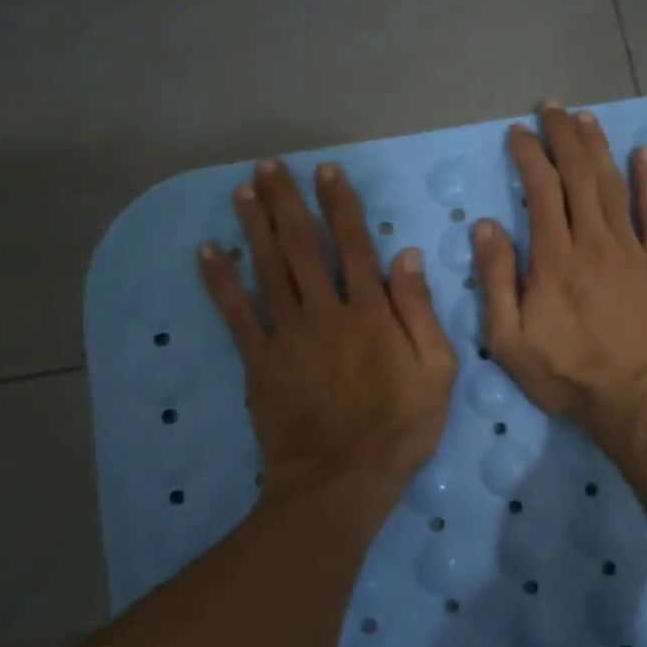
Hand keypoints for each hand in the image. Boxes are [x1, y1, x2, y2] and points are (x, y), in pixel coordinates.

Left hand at [198, 160, 457, 522]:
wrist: (340, 481)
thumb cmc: (399, 428)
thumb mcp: (437, 372)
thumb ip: (420, 312)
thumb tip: (407, 256)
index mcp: (371, 312)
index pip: (355, 244)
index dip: (340, 204)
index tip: (326, 172)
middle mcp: (325, 311)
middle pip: (303, 245)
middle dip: (286, 201)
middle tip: (269, 166)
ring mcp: (288, 335)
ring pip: (269, 268)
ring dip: (255, 226)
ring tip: (242, 190)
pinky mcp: (259, 361)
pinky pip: (236, 313)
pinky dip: (221, 280)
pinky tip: (208, 250)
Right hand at [474, 101, 646, 436]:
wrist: (635, 400)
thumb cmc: (566, 374)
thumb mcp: (509, 339)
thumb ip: (496, 279)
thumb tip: (486, 225)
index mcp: (554, 258)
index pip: (540, 190)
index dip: (529, 155)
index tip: (518, 132)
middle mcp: (593, 241)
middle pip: (578, 175)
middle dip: (563, 136)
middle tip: (552, 106)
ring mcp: (632, 250)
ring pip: (613, 185)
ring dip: (598, 147)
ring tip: (587, 117)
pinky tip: (643, 154)